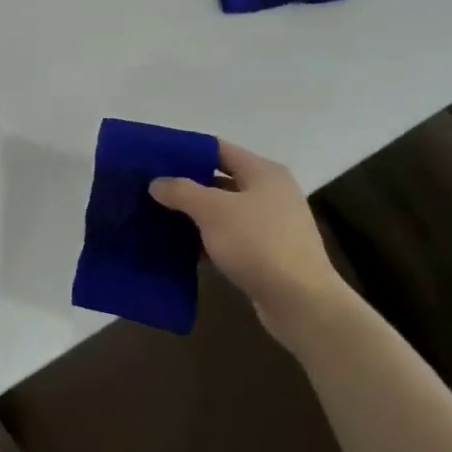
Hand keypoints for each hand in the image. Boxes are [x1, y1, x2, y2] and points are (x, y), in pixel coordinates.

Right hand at [150, 141, 346, 332]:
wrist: (300, 301)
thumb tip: (156, 182)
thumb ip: (182, 192)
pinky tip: (181, 249)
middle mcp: (271, 192)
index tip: (155, 158)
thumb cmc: (257, 244)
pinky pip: (230, 238)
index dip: (186, 151)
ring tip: (158, 218)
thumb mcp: (213, 211)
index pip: (218, 149)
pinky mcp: (267, 254)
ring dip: (195, 216)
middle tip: (151, 190)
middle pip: (220, 180)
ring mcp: (271, 224)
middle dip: (186, 186)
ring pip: (224, 212)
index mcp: (263, 172)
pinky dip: (207, 241)